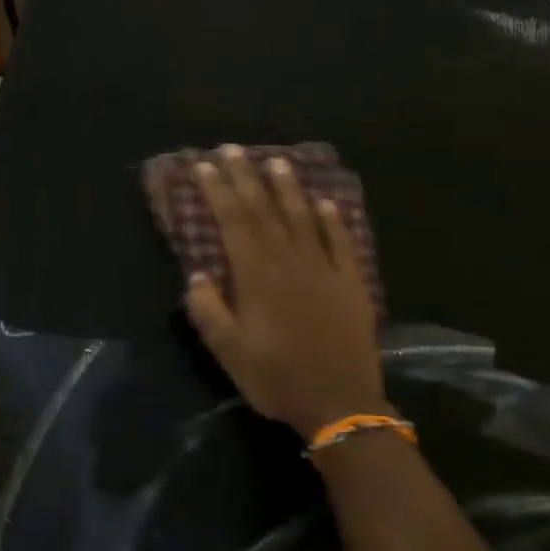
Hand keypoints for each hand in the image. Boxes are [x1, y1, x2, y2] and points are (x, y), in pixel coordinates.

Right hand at [184, 146, 389, 440]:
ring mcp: (324, 269)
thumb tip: (198, 276)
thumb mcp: (228, 350)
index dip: (218, 191)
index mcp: (256, 275)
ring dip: (287, 188)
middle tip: (233, 149)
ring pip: (303, 218)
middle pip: (265, 210)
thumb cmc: (276, 377)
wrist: (340, 402)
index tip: (205, 165)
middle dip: (246, 177)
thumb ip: (209, 310)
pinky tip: (326, 202)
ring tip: (276, 161)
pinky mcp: (351, 283)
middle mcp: (289, 261)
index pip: (233, 221)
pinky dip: (332, 220)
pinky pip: (341, 242)